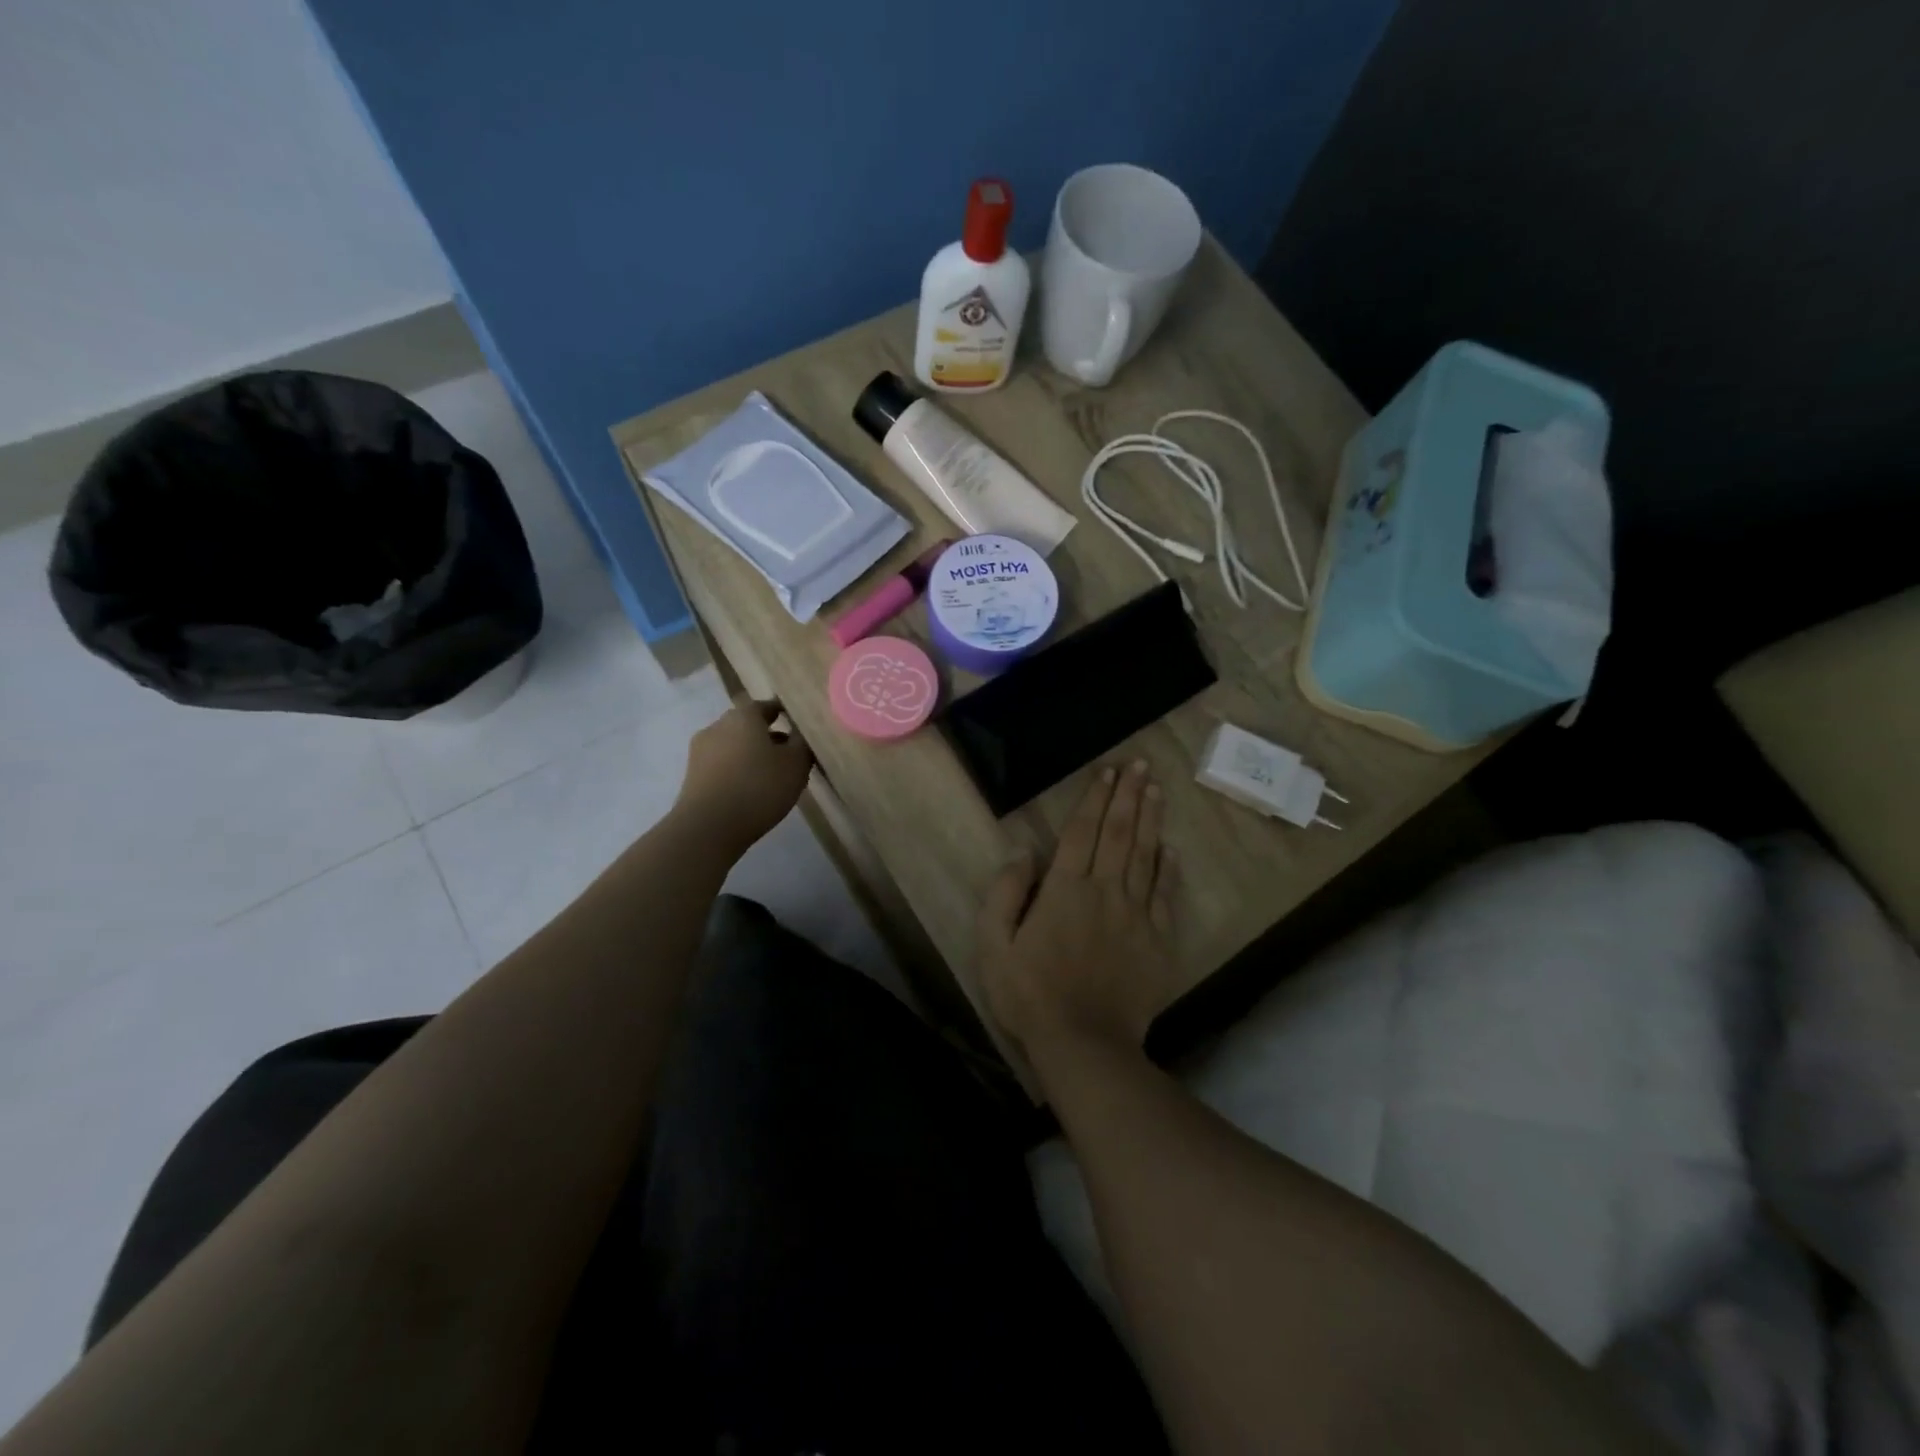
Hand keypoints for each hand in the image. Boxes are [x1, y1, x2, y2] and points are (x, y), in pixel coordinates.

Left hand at [675, 698, 813, 855]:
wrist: (708, 827)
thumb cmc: (759, 787)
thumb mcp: (796, 764)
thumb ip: (802, 743)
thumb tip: (800, 732)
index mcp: (744, 715)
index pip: (767, 705)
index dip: (785, 714)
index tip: (799, 727)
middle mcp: (718, 725)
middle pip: (747, 724)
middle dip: (767, 735)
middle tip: (788, 753)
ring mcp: (701, 750)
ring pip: (733, 745)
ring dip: (750, 754)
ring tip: (770, 775)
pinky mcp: (692, 775)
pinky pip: (721, 764)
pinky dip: (736, 770)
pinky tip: (749, 789)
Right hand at [976, 760, 1178, 1059]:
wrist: (1085, 1043)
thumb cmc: (1031, 993)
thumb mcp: (994, 945)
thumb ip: (1005, 894)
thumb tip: (1023, 852)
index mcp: (1065, 889)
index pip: (1082, 832)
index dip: (1095, 799)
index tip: (1109, 772)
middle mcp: (1104, 891)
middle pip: (1119, 834)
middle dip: (1129, 796)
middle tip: (1141, 766)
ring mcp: (1136, 915)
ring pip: (1146, 856)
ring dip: (1151, 820)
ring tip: (1157, 791)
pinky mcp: (1157, 940)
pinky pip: (1165, 896)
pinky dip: (1169, 870)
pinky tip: (1172, 850)